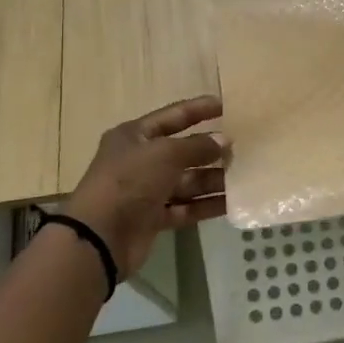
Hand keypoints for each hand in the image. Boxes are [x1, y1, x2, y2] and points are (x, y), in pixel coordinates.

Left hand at [62, 95, 229, 277]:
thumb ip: (197, 146)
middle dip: (211, 149)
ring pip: (187, 181)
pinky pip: (186, 207)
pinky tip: (232, 203)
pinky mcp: (153, 218)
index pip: (173, 116)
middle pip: (183, 151)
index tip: (227, 105)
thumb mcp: (165, 154)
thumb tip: (225, 140)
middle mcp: (140, 161)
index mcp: (135, 136)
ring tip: (244, 177)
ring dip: (213, 179)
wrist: (99, 237)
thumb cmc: (130, 181)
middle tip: (243, 148)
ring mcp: (146, 191)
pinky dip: (206, 205)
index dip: (199, 109)